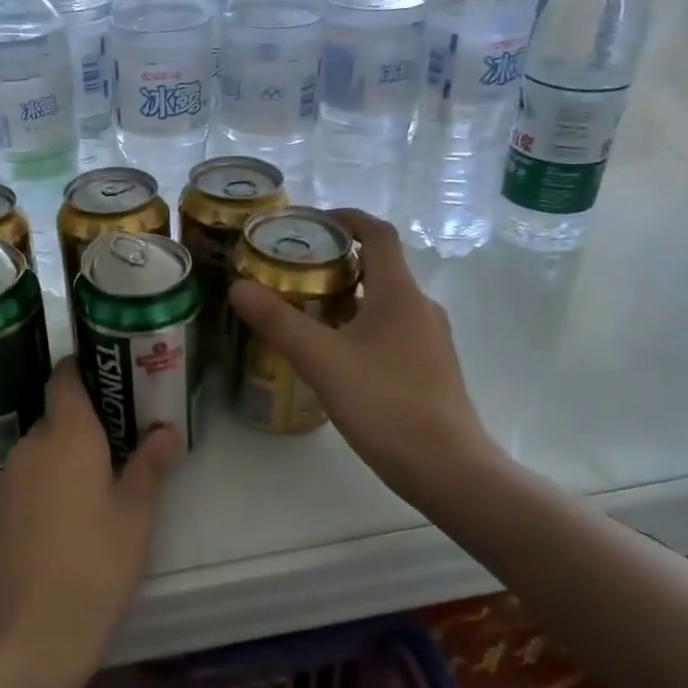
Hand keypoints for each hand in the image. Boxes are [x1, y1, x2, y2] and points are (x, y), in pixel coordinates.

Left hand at [0, 359, 181, 687]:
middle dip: (89, 421)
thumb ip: (150, 465)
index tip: (112, 372)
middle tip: (127, 439)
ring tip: (104, 480)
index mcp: (67, 435)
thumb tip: (167, 429)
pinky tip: (71, 514)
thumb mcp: (136, 517)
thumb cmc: (93, 569)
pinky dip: (50, 479)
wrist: (24, 639)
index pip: (66, 377)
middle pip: (59, 415)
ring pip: (43, 448)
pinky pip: (28, 476)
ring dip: (69, 454)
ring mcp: (7, 478)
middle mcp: (31, 444)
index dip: (85, 367)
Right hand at [227, 210, 500, 501]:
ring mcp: (429, 341)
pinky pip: (390, 331)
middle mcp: (419, 308)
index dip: (347, 219)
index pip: (378, 234)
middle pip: (378, 268)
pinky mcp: (429, 369)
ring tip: (304, 309)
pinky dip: (360, 326)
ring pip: (383, 303)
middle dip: (336, 262)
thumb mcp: (322, 360)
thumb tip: (239, 286)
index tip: (312, 220)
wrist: (448, 469)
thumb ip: (279, 322)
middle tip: (292, 270)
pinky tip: (333, 354)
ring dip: (346, 297)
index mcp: (399, 294)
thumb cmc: (385, 403)